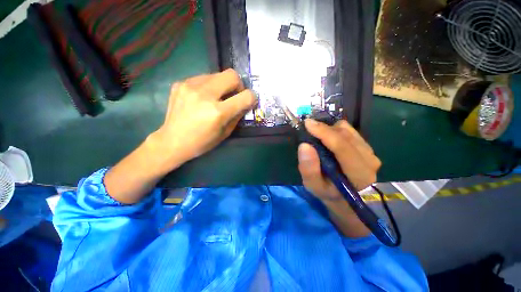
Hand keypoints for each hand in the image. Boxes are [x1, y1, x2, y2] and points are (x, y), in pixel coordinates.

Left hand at [149, 69, 256, 164]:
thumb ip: (238, 115)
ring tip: (216, 97)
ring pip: (217, 74)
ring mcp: (190, 86)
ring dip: (222, 85)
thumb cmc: (202, 142)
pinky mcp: (180, 83)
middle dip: (238, 84)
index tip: (248, 101)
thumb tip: (245, 103)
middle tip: (233, 95)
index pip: (246, 96)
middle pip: (232, 75)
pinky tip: (202, 97)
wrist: (172, 141)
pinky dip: (209, 86)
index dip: (251, 98)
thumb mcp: (225, 133)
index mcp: (218, 112)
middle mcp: (205, 95)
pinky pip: (203, 78)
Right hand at [297, 119, 380, 201]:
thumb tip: (304, 145)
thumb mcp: (314, 186)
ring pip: (347, 130)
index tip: (307, 124)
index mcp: (359, 174)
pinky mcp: (366, 146)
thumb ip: (309, 169)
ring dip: (329, 130)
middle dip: (324, 130)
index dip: (324, 133)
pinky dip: (334, 131)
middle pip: (345, 134)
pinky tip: (328, 140)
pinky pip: (349, 130)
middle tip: (309, 132)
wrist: (346, 198)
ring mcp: (370, 151)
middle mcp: (369, 159)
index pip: (343, 147)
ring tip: (318, 138)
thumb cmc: (329, 193)